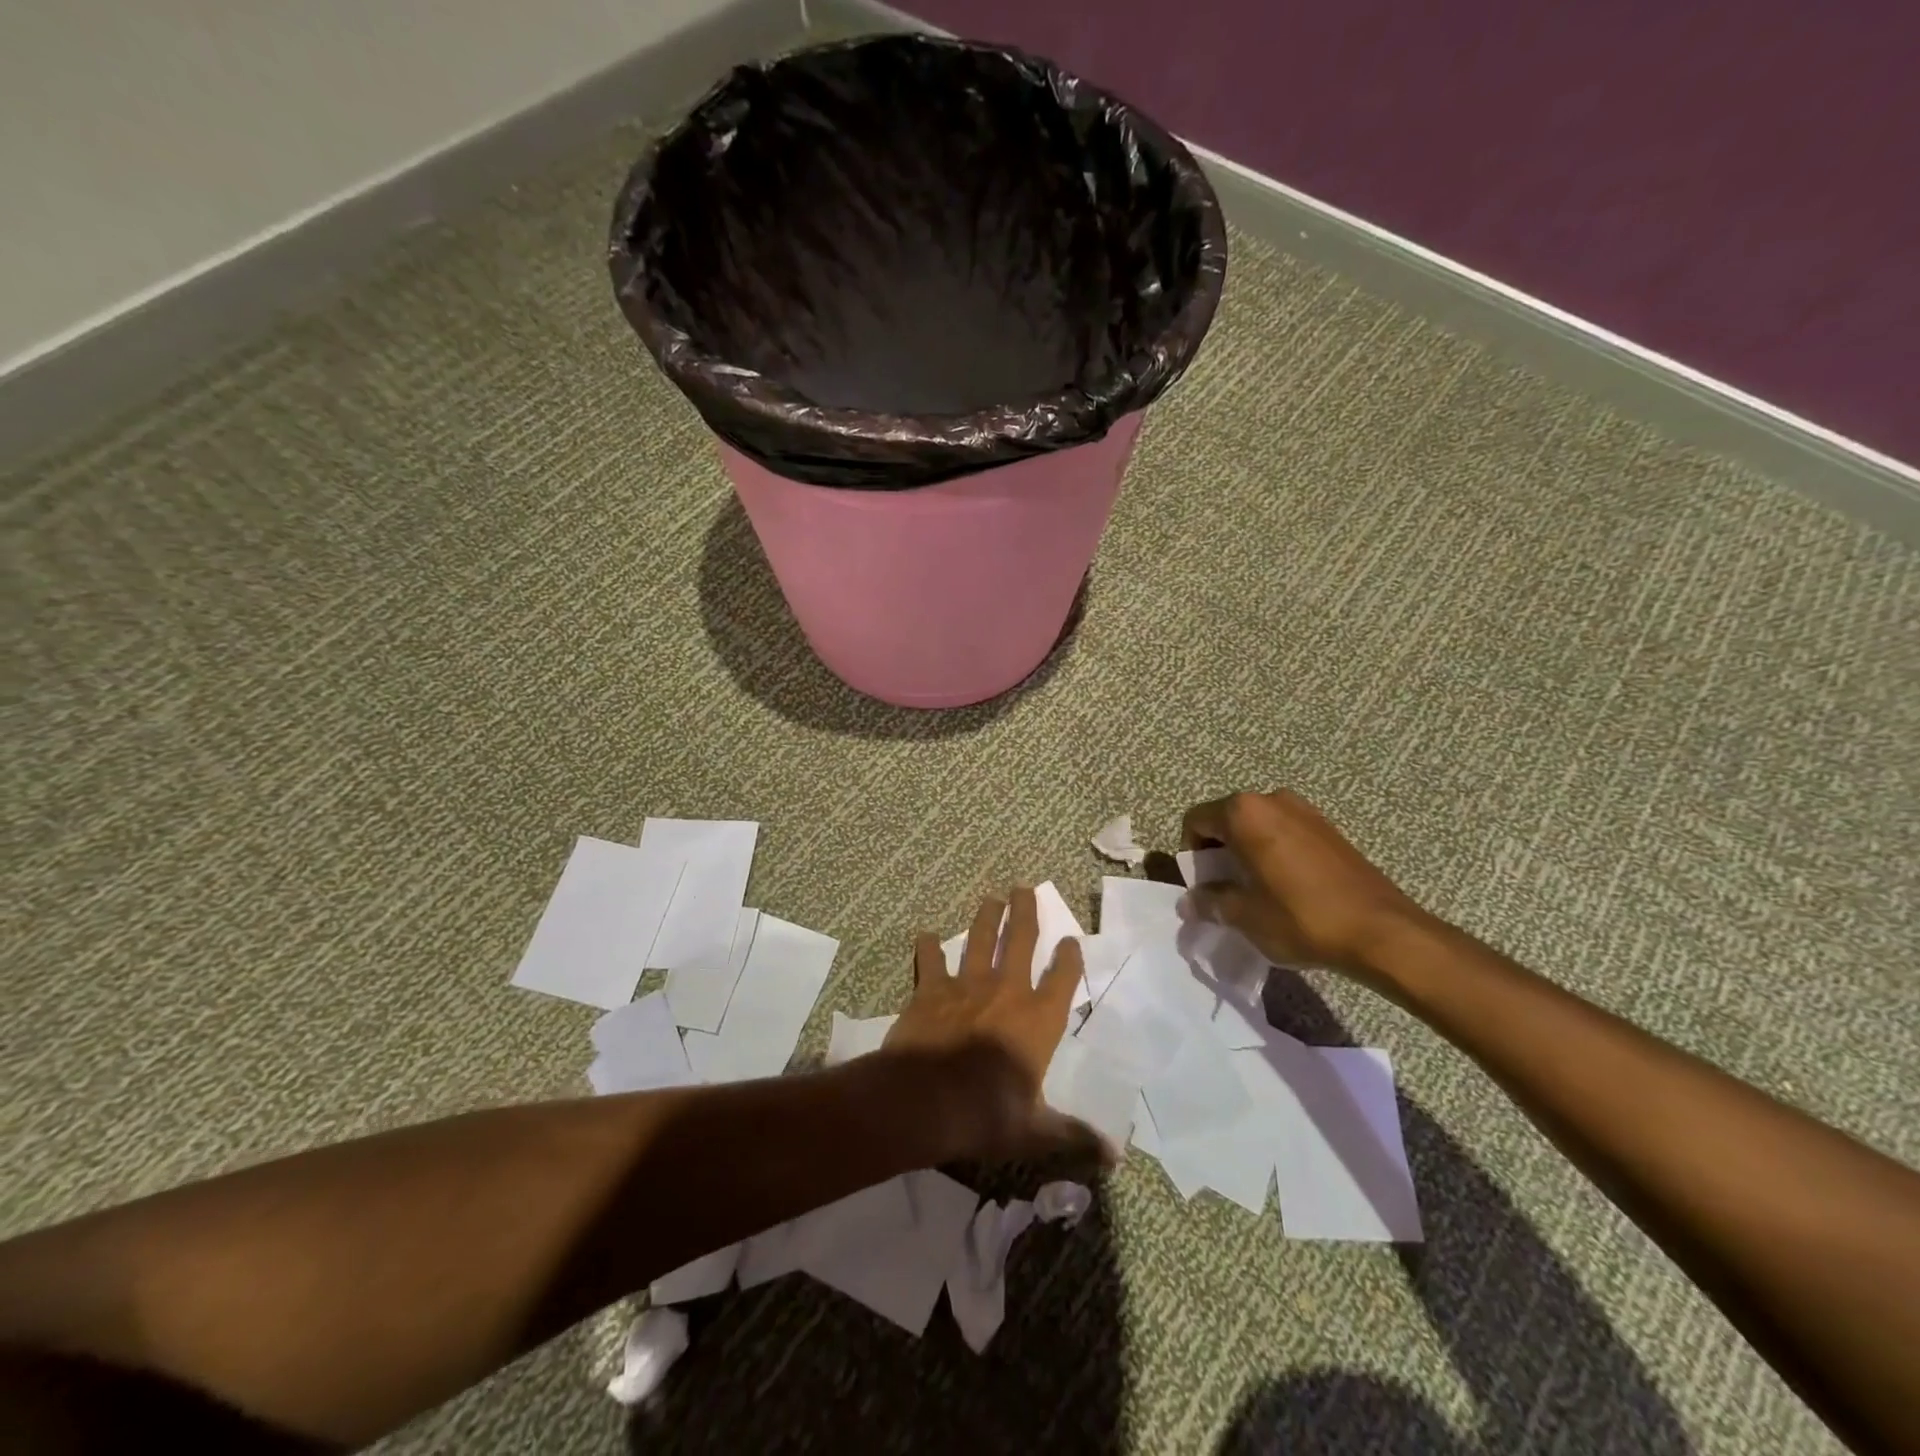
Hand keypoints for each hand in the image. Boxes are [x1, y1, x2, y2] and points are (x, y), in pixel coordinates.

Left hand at [881, 886, 1106, 1165]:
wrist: (925, 1100)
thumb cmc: (987, 1114)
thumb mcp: (1035, 1130)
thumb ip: (1073, 1135)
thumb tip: (1115, 1157)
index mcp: (1038, 1020)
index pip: (1062, 980)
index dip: (1069, 958)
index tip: (1071, 940)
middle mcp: (1006, 992)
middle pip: (1020, 941)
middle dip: (1024, 913)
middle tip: (1024, 889)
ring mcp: (967, 986)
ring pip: (979, 940)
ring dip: (986, 917)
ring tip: (991, 898)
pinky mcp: (931, 990)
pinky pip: (930, 961)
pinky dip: (928, 948)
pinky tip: (926, 935)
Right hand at [1181, 790, 1429, 977]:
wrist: (1381, 931)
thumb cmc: (1301, 917)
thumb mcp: (1244, 916)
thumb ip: (1210, 902)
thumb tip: (1190, 902)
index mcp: (1244, 813)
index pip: (1195, 820)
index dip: (1191, 853)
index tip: (1203, 884)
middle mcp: (1271, 799)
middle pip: (1226, 819)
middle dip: (1219, 851)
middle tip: (1226, 889)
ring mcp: (1304, 810)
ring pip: (1256, 826)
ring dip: (1246, 851)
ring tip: (1257, 889)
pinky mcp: (1328, 827)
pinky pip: (1284, 832)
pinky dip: (1273, 852)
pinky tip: (1286, 887)